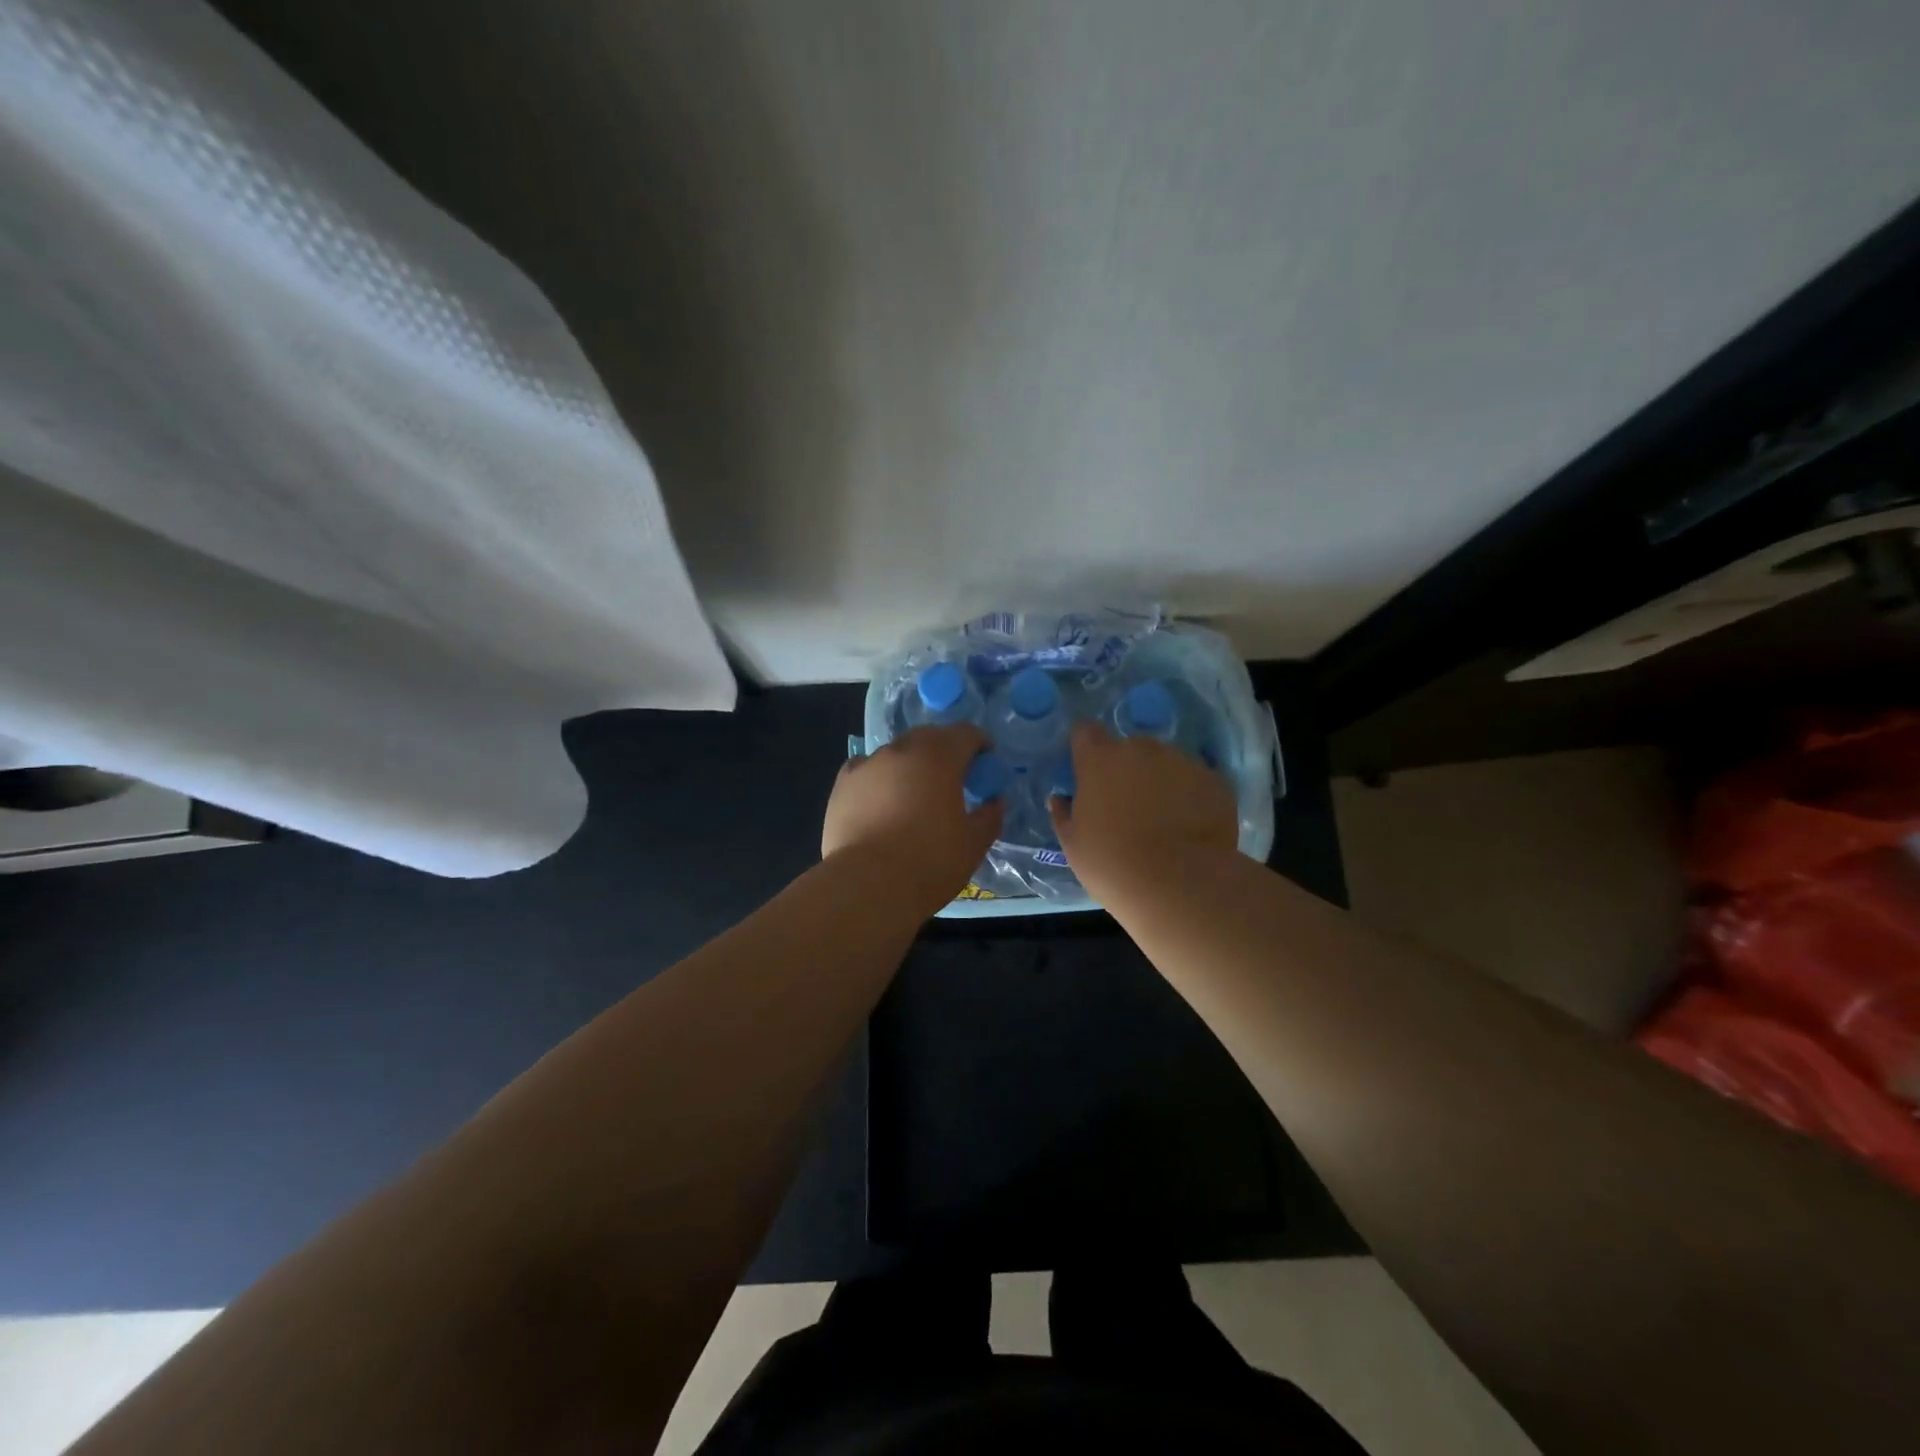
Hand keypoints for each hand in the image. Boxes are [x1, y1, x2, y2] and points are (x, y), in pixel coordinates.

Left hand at [822, 724, 1003, 915]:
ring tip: (915, 792)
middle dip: (945, 750)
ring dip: (911, 764)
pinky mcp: (842, 784)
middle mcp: (902, 750)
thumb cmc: (930, 862)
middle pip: (929, 737)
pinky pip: (866, 769)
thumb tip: (995, 801)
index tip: (986, 761)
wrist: (867, 885)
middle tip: (954, 777)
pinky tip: (881, 800)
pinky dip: (879, 777)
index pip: (966, 733)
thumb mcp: (974, 844)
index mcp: (939, 756)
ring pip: (896, 753)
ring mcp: (868, 764)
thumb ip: (990, 816)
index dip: (980, 743)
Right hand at [1049, 722, 1237, 903]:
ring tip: (1164, 818)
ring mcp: (1182, 761)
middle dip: (1126, 768)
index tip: (1087, 770)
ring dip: (1160, 779)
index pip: (1086, 731)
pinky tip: (1190, 826)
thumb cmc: (1112, 864)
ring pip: (1165, 761)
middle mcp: (1141, 748)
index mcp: (1100, 759)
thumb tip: (1061, 798)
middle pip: (1129, 747)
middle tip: (1127, 804)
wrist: (1180, 885)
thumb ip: (1064, 813)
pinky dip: (1190, 795)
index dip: (1086, 748)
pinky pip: (1195, 780)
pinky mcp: (1214, 779)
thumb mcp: (1073, 844)